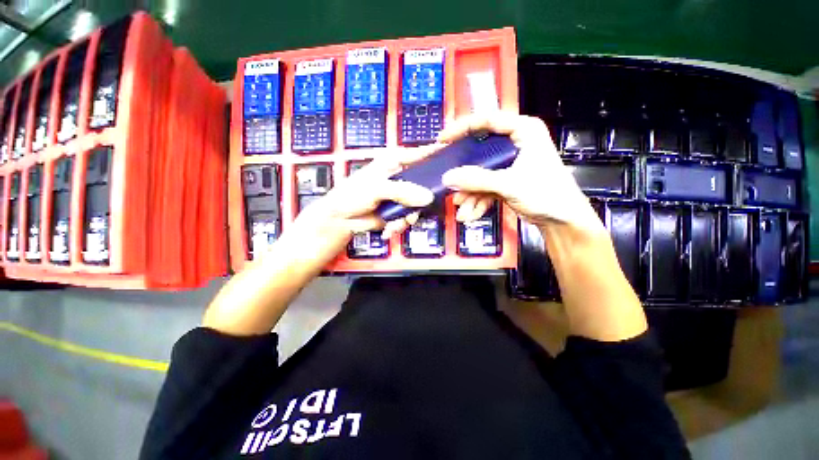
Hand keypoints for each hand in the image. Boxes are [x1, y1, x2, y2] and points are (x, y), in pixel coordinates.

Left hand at [287, 147, 437, 262]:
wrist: (339, 219)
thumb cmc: (351, 195)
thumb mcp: (375, 188)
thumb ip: (401, 191)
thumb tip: (427, 197)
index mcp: (394, 162)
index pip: (420, 155)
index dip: (435, 156)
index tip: (451, 161)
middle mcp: (401, 177)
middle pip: (424, 184)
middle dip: (421, 201)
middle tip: (413, 212)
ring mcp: (401, 196)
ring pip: (418, 204)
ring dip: (407, 217)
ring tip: (394, 223)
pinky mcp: (398, 211)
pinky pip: (409, 217)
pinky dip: (400, 225)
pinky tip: (389, 229)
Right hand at [439, 113, 604, 233]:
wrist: (563, 221)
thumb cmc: (547, 194)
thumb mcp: (510, 183)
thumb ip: (477, 180)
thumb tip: (448, 177)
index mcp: (523, 131)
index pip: (487, 120)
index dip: (462, 128)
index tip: (443, 140)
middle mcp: (514, 144)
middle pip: (479, 151)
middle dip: (464, 173)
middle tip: (449, 181)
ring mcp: (508, 164)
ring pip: (480, 174)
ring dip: (469, 193)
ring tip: (462, 209)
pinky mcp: (505, 180)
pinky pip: (485, 187)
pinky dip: (477, 200)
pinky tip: (471, 213)